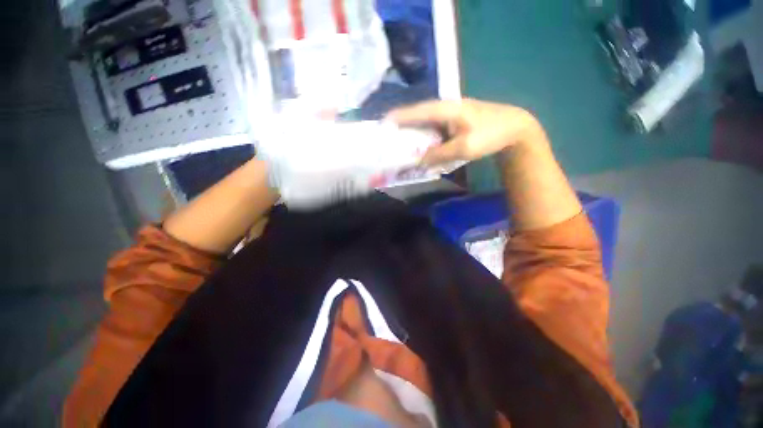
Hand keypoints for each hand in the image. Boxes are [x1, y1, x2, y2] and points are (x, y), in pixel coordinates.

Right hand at [386, 99, 540, 166]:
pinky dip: (425, 136)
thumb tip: (417, 161)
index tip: (382, 125)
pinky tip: (420, 145)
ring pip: (426, 122)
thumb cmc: (490, 134)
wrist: (514, 128)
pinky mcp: (454, 121)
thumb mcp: (463, 148)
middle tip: (388, 138)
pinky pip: (434, 128)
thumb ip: (438, 154)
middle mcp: (445, 107)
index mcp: (446, 109)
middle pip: (418, 116)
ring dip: (413, 132)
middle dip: (402, 126)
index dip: (398, 118)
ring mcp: (450, 114)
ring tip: (399, 143)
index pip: (416, 112)